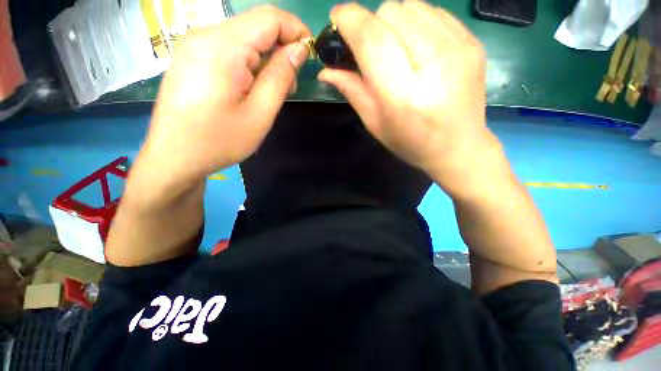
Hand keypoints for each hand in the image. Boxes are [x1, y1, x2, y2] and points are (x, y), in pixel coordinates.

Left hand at [139, 6, 310, 185]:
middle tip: (291, 84)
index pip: (269, 18)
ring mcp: (195, 44)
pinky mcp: (193, 55)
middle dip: (282, 47)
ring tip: (274, 90)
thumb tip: (299, 50)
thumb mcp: (259, 114)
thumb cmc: (219, 141)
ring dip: (267, 57)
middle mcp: (205, 35)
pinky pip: (231, 47)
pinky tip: (253, 86)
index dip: (296, 30)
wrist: (175, 156)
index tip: (311, 54)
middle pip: (256, 25)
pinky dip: (251, 61)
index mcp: (223, 47)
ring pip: (245, 37)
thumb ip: (280, 78)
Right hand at [319, 1, 494, 182]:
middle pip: (390, 13)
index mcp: (402, 93)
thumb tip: (325, 70)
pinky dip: (416, 22)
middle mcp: (433, 64)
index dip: (349, 20)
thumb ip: (352, 91)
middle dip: (372, 25)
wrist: (459, 146)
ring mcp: (458, 48)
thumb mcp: (375, 124)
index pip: (371, 38)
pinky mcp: (472, 41)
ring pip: (411, 6)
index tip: (337, 20)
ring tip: (396, 48)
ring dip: (394, 22)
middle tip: (372, 50)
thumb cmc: (410, 142)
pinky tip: (418, 47)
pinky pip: (433, 11)